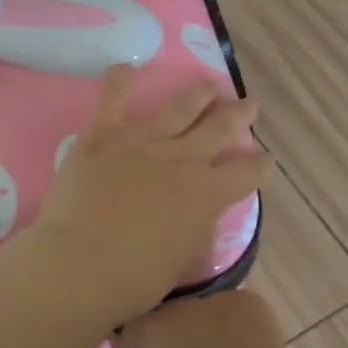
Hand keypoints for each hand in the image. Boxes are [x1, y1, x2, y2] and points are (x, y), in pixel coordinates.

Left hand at [29, 65, 270, 326]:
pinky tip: (125, 67)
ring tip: (210, 83)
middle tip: (249, 103)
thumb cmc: (133, 279)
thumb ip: (193, 228)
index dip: (260, 166)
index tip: (266, 159)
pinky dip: (119, 82)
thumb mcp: (181, 260)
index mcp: (206, 195)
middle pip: (220, 129)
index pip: (246, 175)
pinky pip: (112, 100)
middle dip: (239, 115)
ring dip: (199, 94)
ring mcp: (143, 143)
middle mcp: (183, 160)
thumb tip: (195, 214)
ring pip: (179, 108)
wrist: (81, 264)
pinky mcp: (104, 136)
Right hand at [114, 286, 316, 347]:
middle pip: (164, 309)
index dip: (142, 341)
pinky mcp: (246, 296)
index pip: (131, 321)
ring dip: (201, 323)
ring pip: (197, 304)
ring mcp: (214, 296)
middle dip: (172, 328)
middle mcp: (175, 304)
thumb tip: (125, 339)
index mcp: (147, 332)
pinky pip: (227, 306)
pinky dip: (231, 323)